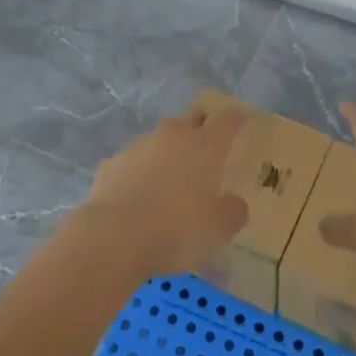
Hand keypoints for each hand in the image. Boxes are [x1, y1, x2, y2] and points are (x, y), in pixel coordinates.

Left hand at [81, 104, 249, 276]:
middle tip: (209, 147)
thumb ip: (232, 212)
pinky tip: (140, 194)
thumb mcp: (217, 230)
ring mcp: (140, 145)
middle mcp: (174, 135)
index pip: (227, 120)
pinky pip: (135, 160)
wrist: (113, 237)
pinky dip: (142, 170)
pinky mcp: (113, 162)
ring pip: (162, 139)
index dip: (237, 119)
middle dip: (202, 127)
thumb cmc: (175, 229)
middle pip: (193, 119)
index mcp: (205, 145)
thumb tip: (235, 204)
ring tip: (173, 177)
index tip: (243, 122)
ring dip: (170, 151)